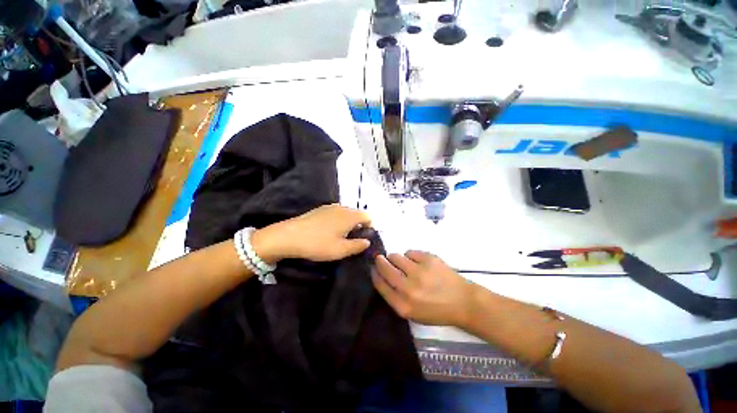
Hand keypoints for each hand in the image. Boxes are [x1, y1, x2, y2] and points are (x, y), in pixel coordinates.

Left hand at [252, 204, 371, 262]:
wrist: (289, 236)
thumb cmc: (318, 244)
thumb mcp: (341, 250)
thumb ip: (358, 245)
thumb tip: (367, 242)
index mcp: (350, 216)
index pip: (368, 216)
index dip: (370, 227)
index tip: (364, 239)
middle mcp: (342, 208)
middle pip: (357, 214)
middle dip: (359, 225)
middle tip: (353, 240)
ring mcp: (330, 207)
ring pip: (346, 213)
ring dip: (348, 223)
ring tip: (340, 237)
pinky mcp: (320, 209)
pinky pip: (336, 213)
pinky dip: (338, 220)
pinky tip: (328, 231)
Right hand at [372, 251, 474, 326]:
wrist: (463, 302)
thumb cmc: (436, 310)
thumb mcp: (412, 313)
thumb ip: (395, 297)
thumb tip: (382, 276)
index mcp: (403, 305)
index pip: (380, 284)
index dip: (375, 273)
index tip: (374, 268)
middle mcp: (408, 288)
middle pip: (385, 267)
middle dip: (380, 261)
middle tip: (381, 258)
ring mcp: (419, 271)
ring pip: (396, 256)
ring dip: (396, 258)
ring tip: (405, 263)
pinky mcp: (429, 259)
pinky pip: (410, 252)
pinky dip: (411, 256)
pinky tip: (419, 263)